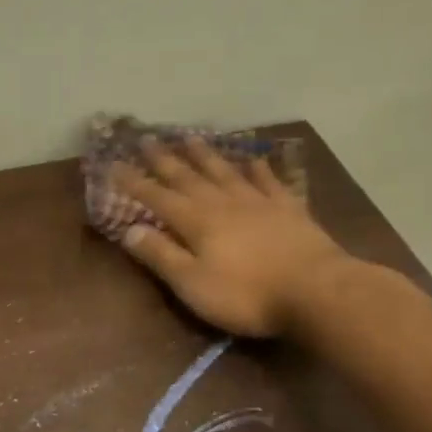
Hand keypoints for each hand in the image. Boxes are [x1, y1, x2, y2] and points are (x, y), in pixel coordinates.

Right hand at [112, 138, 349, 337]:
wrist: (317, 291)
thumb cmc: (246, 294)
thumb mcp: (192, 283)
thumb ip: (160, 255)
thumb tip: (129, 230)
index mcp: (196, 221)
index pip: (156, 197)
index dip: (133, 182)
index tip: (114, 165)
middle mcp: (222, 203)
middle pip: (188, 177)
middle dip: (164, 159)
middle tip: (147, 138)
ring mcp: (258, 202)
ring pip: (224, 171)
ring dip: (204, 154)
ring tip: (189, 137)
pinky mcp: (288, 209)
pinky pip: (268, 180)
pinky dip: (258, 168)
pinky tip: (253, 158)